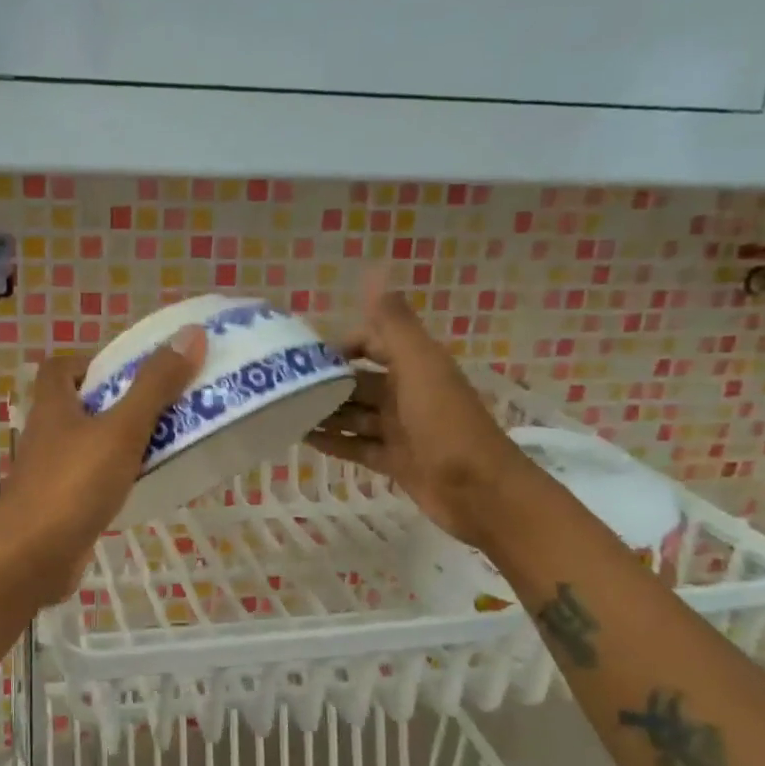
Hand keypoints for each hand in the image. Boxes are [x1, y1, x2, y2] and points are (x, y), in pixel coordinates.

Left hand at [0, 327, 207, 596]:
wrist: (30, 559)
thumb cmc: (73, 485)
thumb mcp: (122, 430)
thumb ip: (155, 386)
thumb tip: (190, 334)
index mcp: (53, 406)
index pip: (60, 367)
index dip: (91, 361)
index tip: (129, 370)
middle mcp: (46, 435)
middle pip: (78, 405)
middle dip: (117, 402)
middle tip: (162, 405)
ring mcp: (49, 473)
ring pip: (86, 445)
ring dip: (119, 441)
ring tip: (163, 443)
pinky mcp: (58, 506)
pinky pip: (89, 481)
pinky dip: (113, 478)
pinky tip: (142, 486)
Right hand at [307, 285, 537, 548]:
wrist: (480, 492)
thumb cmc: (446, 423)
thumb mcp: (420, 367)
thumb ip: (394, 325)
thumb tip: (374, 273)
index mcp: (416, 366)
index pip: (374, 342)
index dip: (344, 345)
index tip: (307, 357)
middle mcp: (407, 393)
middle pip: (360, 382)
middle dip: (327, 383)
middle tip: (284, 388)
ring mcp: (401, 430)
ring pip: (355, 415)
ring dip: (326, 413)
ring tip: (284, 413)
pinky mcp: (395, 461)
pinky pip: (357, 446)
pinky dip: (334, 442)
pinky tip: (303, 440)